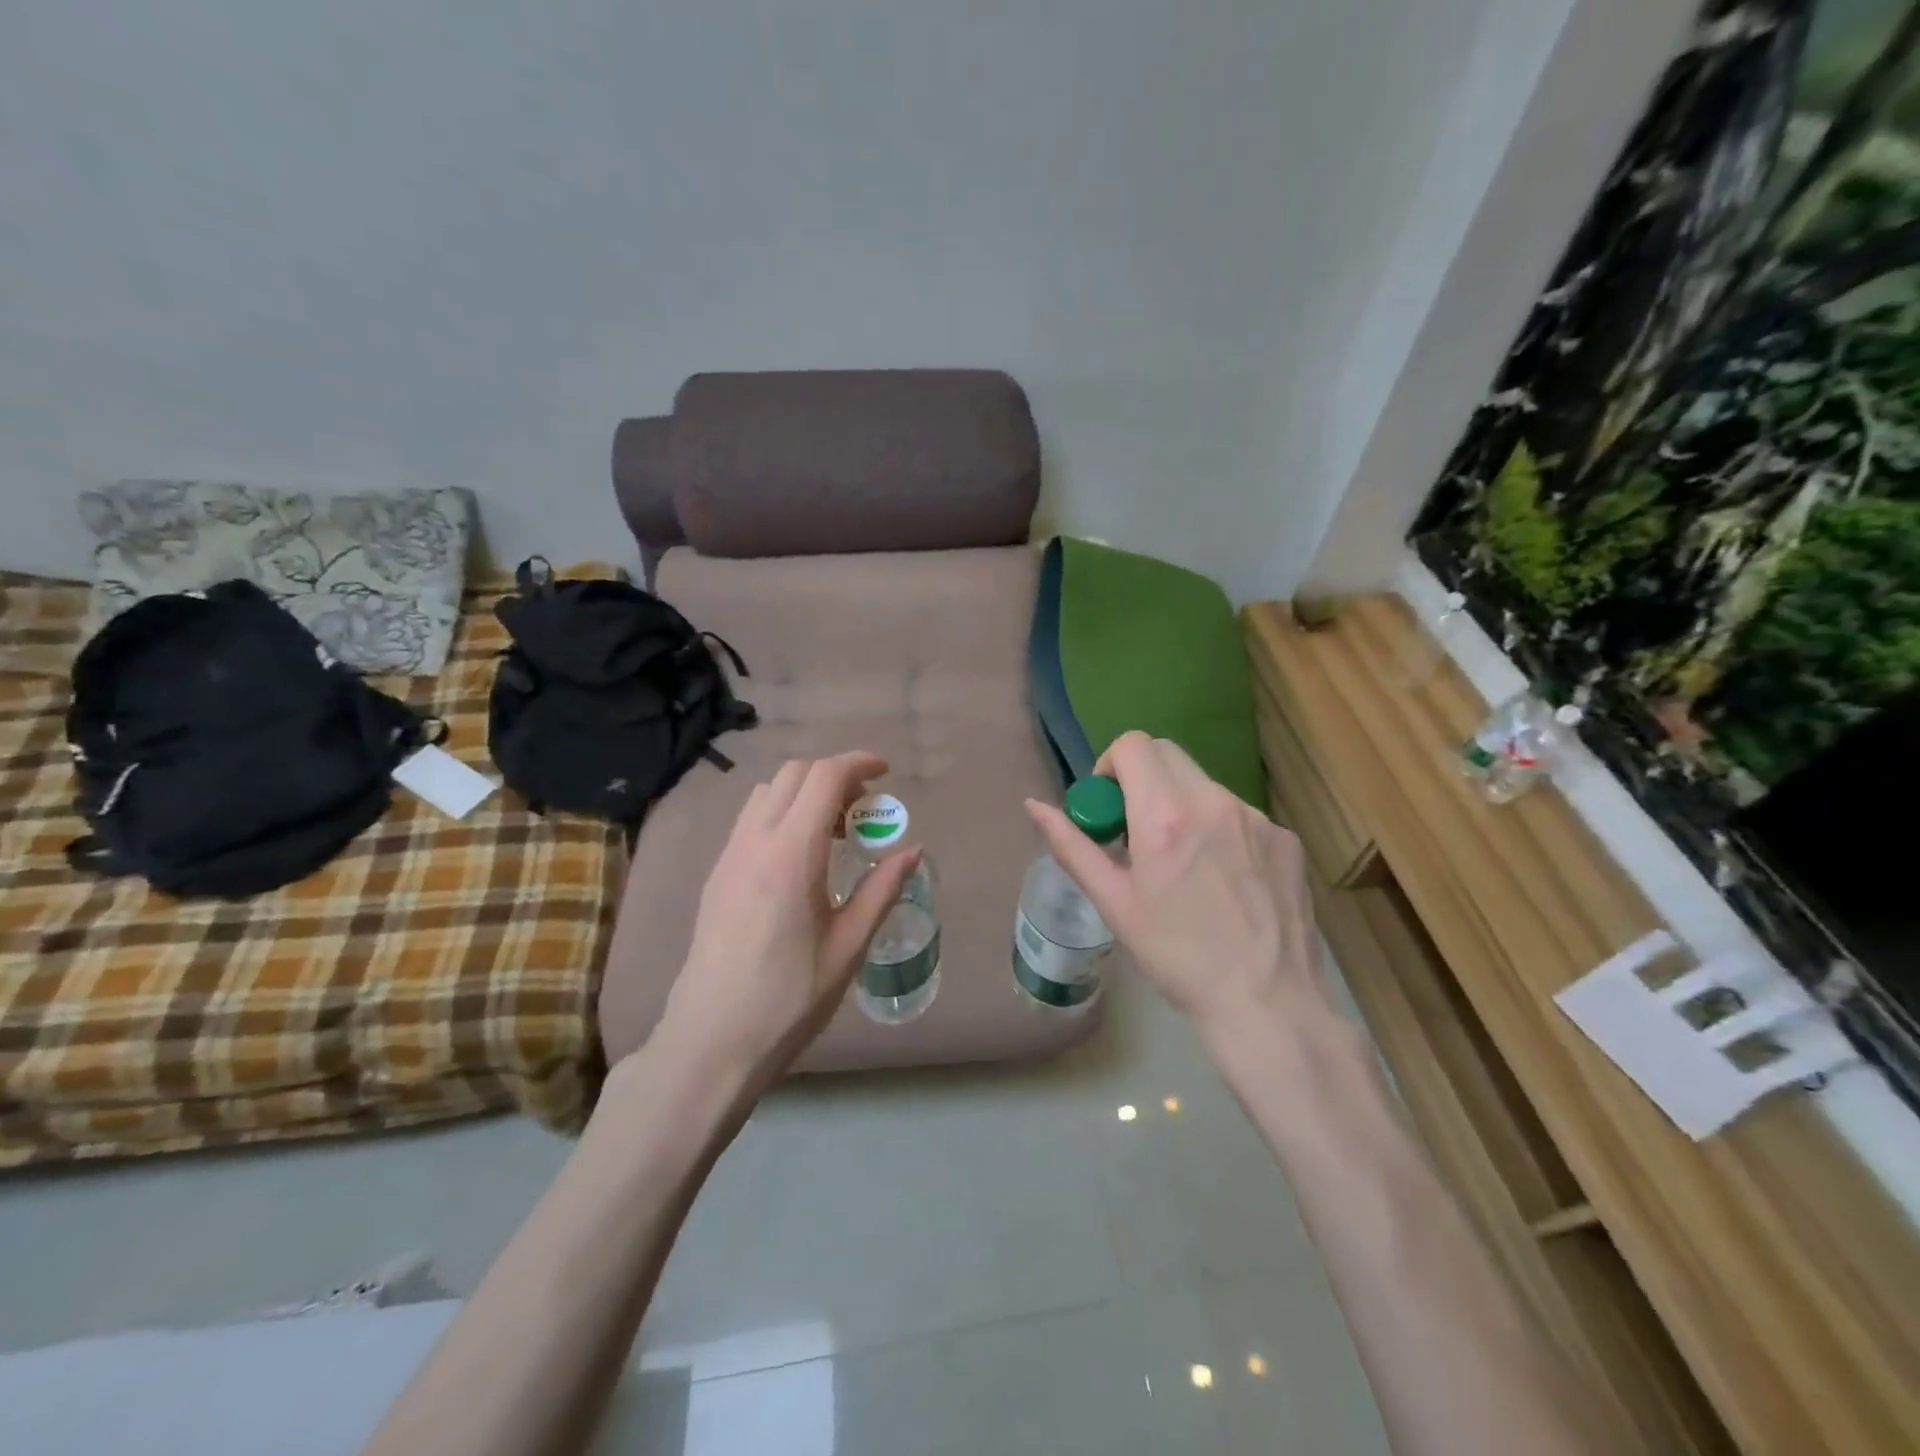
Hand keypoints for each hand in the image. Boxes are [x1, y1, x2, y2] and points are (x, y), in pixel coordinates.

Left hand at [657, 752, 919, 1094]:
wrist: (711, 1040)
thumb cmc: (789, 998)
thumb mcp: (849, 946)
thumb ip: (882, 890)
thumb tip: (912, 851)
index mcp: (791, 855)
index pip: (824, 778)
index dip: (858, 764)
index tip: (886, 773)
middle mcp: (755, 842)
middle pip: (793, 774)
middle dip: (834, 775)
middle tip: (866, 807)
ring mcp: (729, 856)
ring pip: (767, 792)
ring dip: (805, 792)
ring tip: (836, 830)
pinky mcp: (717, 874)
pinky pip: (752, 819)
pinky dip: (783, 812)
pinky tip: (802, 856)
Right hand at [1024, 731, 1329, 1041]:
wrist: (1268, 1004)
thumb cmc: (1177, 957)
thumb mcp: (1114, 903)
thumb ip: (1072, 846)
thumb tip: (1034, 805)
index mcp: (1165, 816)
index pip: (1133, 745)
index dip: (1110, 765)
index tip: (1109, 806)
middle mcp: (1214, 802)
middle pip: (1168, 755)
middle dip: (1143, 779)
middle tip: (1137, 831)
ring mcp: (1257, 818)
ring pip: (1204, 786)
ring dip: (1182, 806)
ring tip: (1184, 866)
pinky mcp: (1287, 838)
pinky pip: (1239, 816)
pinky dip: (1220, 831)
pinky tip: (1225, 881)